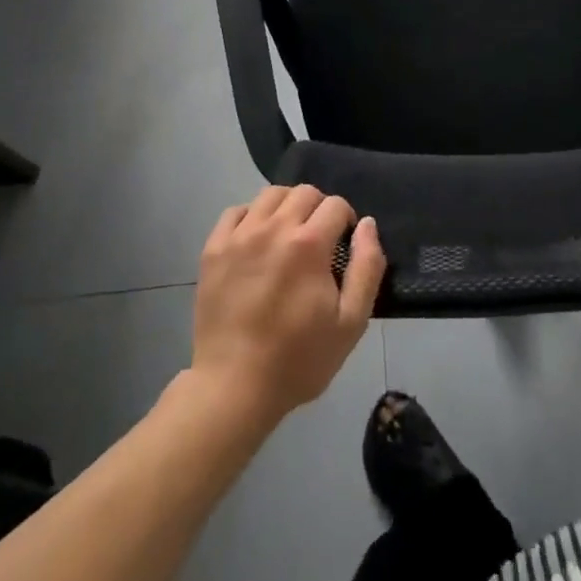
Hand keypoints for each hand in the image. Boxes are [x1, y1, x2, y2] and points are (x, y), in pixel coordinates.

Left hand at [192, 185, 385, 423]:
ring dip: (287, 206)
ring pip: (270, 195)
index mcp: (308, 244)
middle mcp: (273, 228)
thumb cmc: (298, 359)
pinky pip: (235, 212)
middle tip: (319, 240)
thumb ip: (366, 267)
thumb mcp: (350, 323)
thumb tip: (367, 224)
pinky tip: (256, 240)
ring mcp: (239, 236)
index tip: (343, 244)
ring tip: (289, 235)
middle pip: (304, 192)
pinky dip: (251, 216)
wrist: (234, 388)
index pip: (335, 204)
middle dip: (319, 208)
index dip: (346, 220)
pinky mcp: (213, 249)